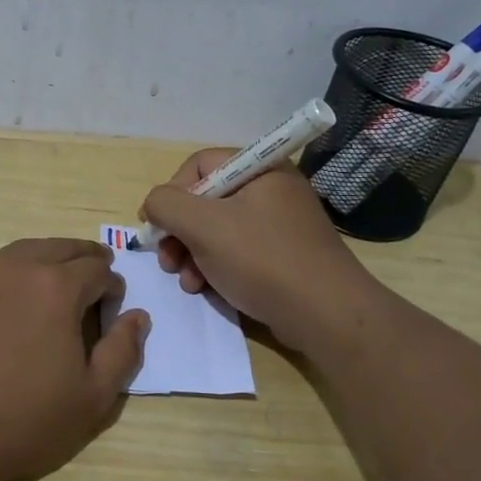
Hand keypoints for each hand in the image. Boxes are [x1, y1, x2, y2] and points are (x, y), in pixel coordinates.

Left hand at [0, 238, 149, 480]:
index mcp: (57, 286)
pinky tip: (14, 301)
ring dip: (48, 260)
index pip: (98, 268)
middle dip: (84, 260)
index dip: (113, 286)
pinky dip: (15, 273)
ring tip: (57, 284)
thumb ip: (123, 351)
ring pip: (25, 251)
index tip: (113, 309)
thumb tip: (138, 316)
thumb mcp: (92, 397)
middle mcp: (18, 267)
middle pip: (62, 247)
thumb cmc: (24, 420)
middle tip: (94, 281)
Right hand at [140, 150, 377, 352]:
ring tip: (187, 281)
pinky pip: (237, 251)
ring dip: (192, 254)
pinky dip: (215, 267)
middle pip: (206, 200)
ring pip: (217, 229)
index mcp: (260, 169)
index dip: (172, 193)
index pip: (199, 165)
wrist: (326, 316)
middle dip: (179, 231)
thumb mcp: (203, 226)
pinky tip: (205, 288)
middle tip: (167, 260)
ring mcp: (279, 224)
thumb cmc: (262, 260)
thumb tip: (154, 204)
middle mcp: (271, 189)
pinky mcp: (282, 255)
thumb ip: (166, 204)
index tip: (158, 226)